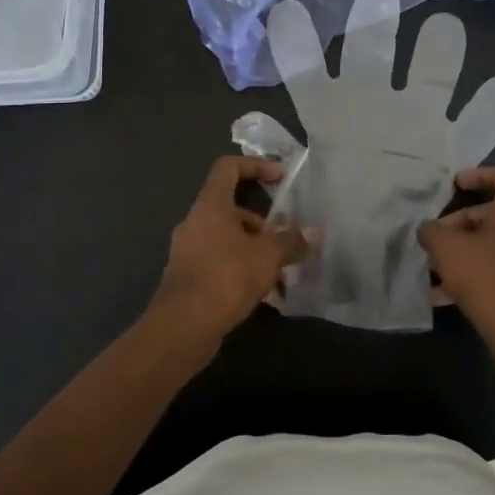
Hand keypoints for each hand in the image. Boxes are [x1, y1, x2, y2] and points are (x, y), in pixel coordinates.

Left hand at [149, 157, 309, 352]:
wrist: (182, 328)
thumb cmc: (226, 277)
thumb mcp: (268, 256)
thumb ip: (292, 241)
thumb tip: (312, 234)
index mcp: (210, 206)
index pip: (228, 168)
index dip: (255, 166)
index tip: (280, 178)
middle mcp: (195, 223)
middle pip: (232, 209)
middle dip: (263, 224)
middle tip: (287, 241)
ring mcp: (188, 252)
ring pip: (228, 240)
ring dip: (255, 251)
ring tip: (282, 273)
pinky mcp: (188, 279)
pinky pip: (220, 264)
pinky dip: (242, 271)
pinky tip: (264, 295)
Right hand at [417, 167, 494, 350]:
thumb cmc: (486, 278)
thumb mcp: (446, 248)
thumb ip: (432, 230)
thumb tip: (430, 230)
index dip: (479, 175)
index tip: (455, 184)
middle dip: (462, 223)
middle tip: (437, 239)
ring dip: (468, 251)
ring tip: (437, 269)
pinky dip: (480, 271)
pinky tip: (448, 294)